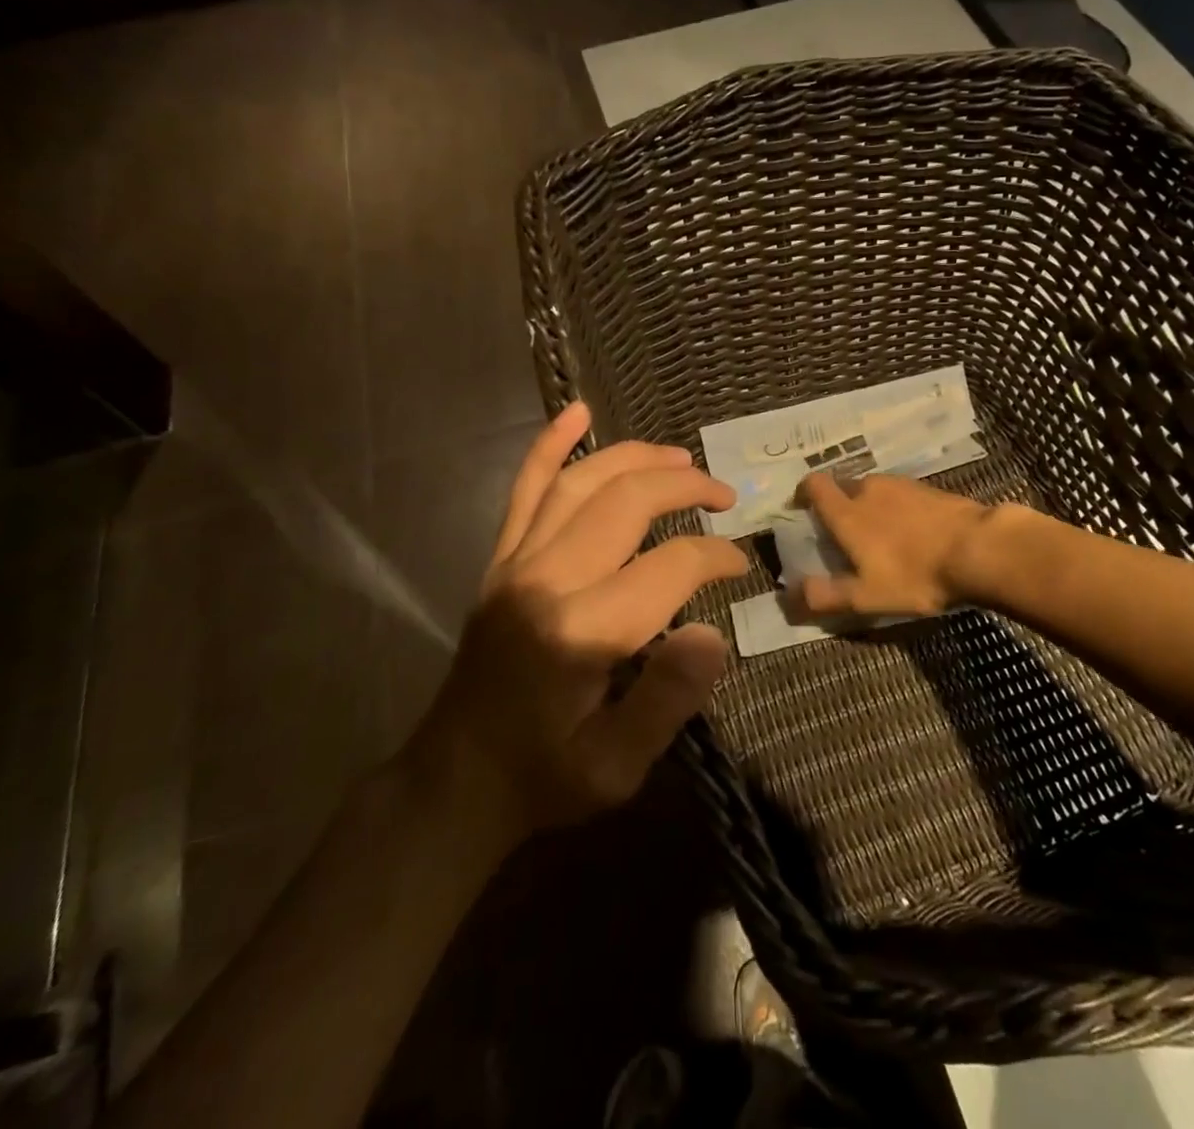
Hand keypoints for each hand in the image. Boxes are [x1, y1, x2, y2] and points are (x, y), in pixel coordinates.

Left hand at [418, 401, 747, 842]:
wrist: (455, 781)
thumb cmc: (543, 777)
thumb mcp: (616, 769)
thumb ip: (668, 701)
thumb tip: (713, 634)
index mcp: (581, 632)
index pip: (669, 567)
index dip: (714, 557)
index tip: (739, 564)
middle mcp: (546, 580)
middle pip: (626, 502)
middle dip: (684, 488)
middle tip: (724, 496)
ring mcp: (516, 562)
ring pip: (581, 482)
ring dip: (635, 458)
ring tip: (680, 457)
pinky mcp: (500, 560)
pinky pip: (524, 489)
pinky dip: (550, 446)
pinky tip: (575, 412)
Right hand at [793, 471, 988, 617]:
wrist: (980, 550)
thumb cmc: (915, 575)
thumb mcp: (867, 596)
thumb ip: (826, 595)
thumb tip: (790, 596)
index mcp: (848, 511)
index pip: (814, 485)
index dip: (803, 493)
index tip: (801, 508)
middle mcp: (870, 489)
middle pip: (843, 486)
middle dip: (837, 504)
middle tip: (842, 532)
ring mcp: (903, 486)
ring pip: (874, 489)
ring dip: (869, 505)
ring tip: (878, 533)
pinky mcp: (930, 490)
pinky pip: (901, 494)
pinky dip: (897, 508)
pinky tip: (911, 531)